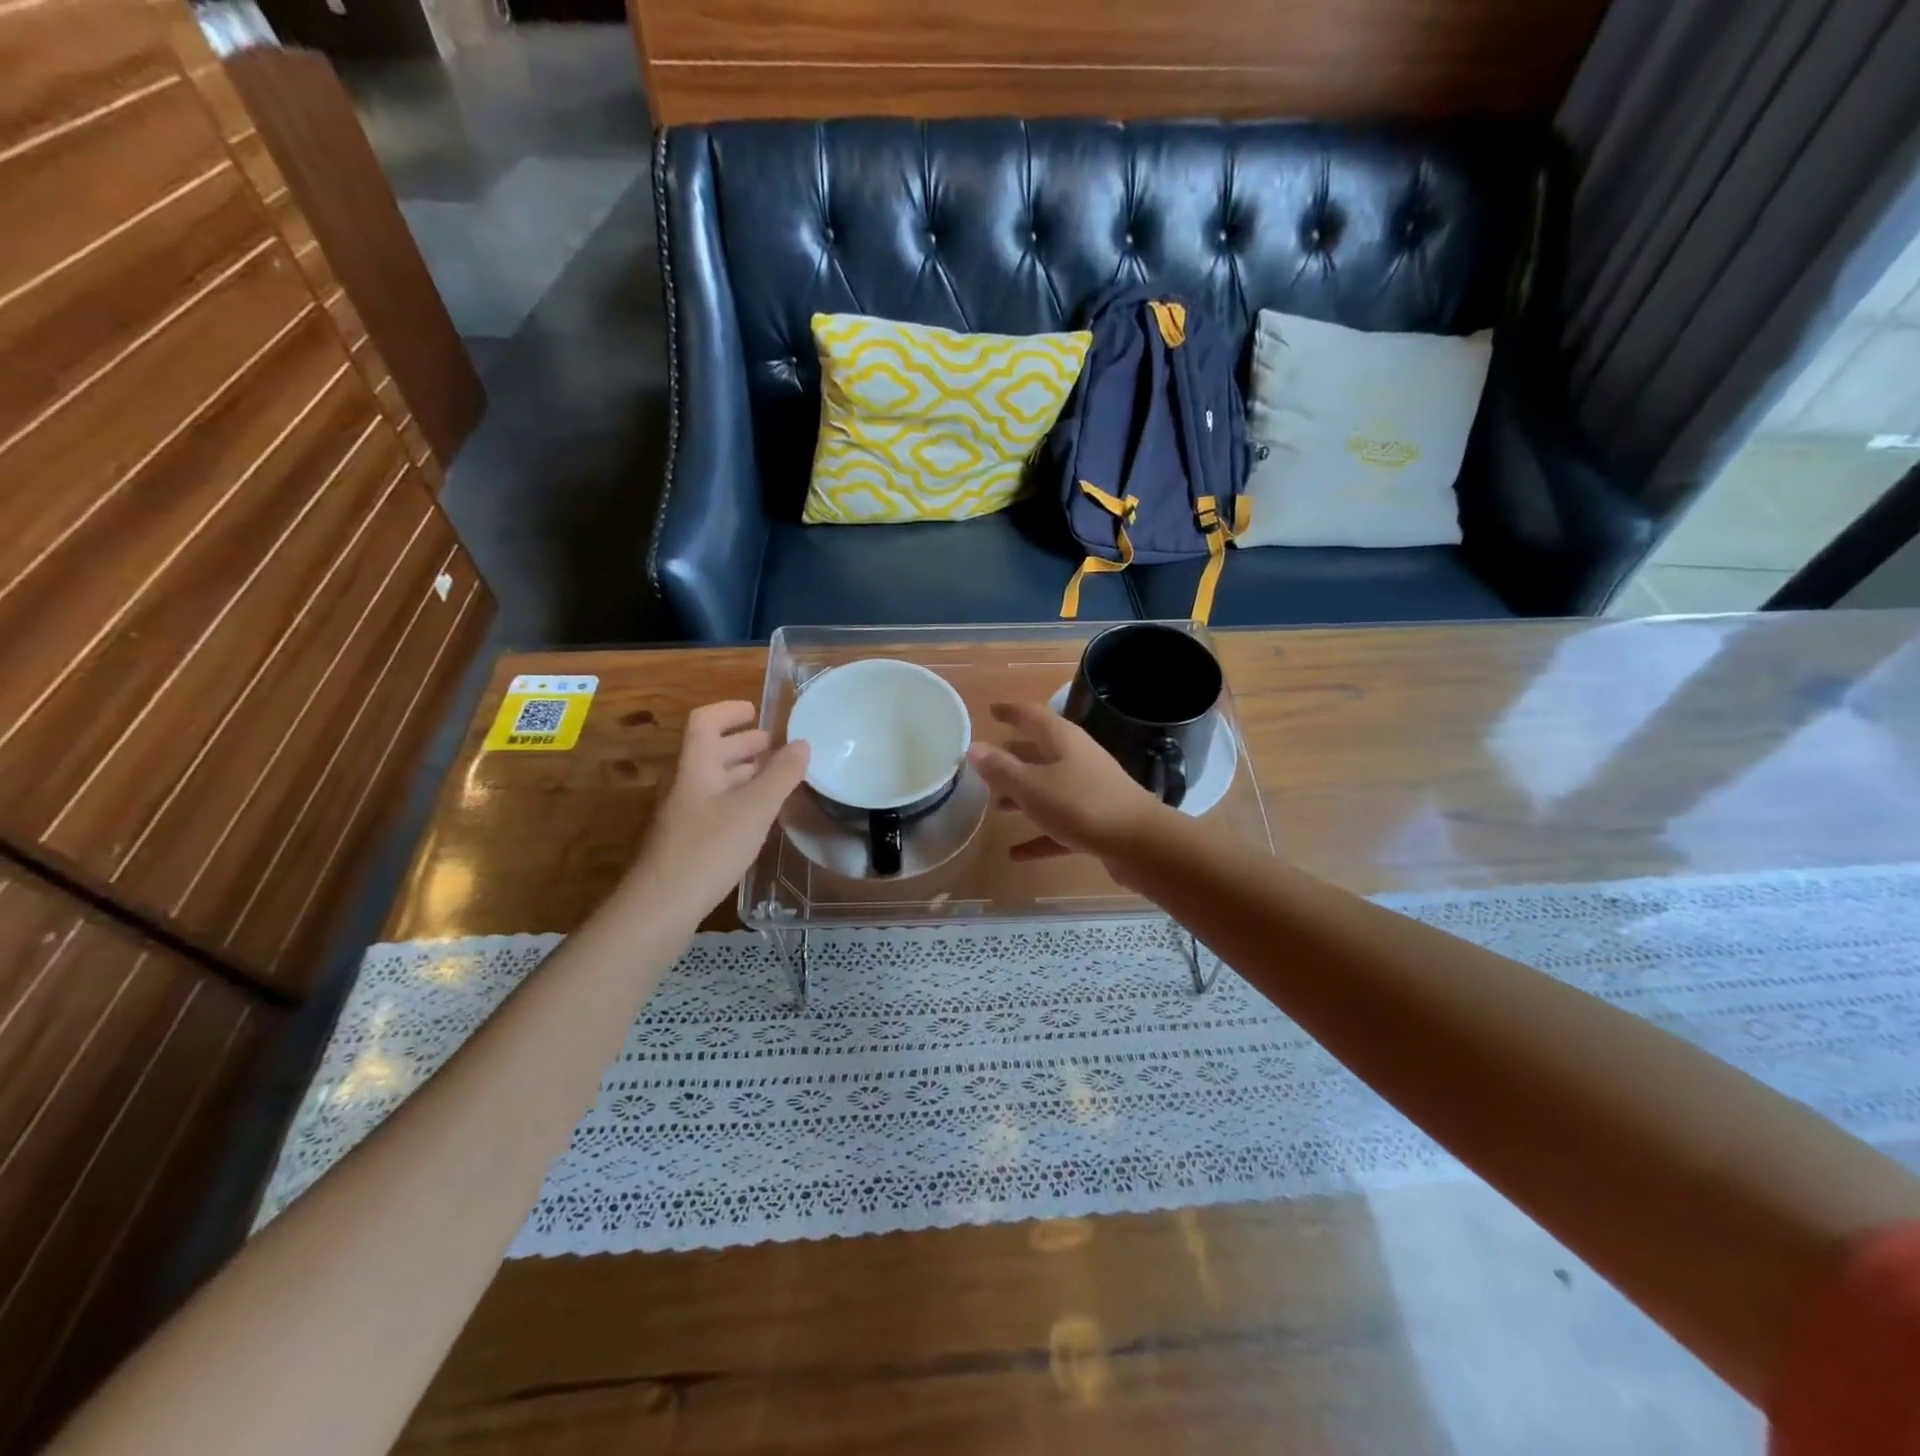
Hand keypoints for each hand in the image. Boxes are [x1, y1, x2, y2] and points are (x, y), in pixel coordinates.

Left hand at [629, 700, 808, 913]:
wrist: (661, 906)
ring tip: (777, 778)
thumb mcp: (754, 809)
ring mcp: (684, 813)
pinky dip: (740, 799)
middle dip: (745, 743)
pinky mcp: (688, 840)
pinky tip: (759, 816)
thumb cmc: (708, 848)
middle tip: (778, 747)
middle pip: (712, 750)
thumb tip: (803, 744)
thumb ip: (781, 775)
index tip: (757, 710)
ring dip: (745, 772)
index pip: (705, 722)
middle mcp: (686, 784)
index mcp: (696, 766)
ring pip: (716, 780)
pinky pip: (717, 805)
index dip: (729, 711)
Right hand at [967, 701, 1168, 864]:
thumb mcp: (1032, 786)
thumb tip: (974, 747)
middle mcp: (1076, 758)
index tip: (991, 711)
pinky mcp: (1096, 820)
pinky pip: (1059, 824)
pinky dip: (1039, 835)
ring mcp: (1089, 789)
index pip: (1031, 715)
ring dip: (1023, 796)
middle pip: (1039, 752)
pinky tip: (1016, 854)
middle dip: (1012, 757)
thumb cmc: (1080, 805)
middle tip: (985, 765)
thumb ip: (1001, 769)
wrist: (1140, 843)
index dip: (1010, 711)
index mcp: (1062, 740)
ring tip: (995, 808)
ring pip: (1048, 788)